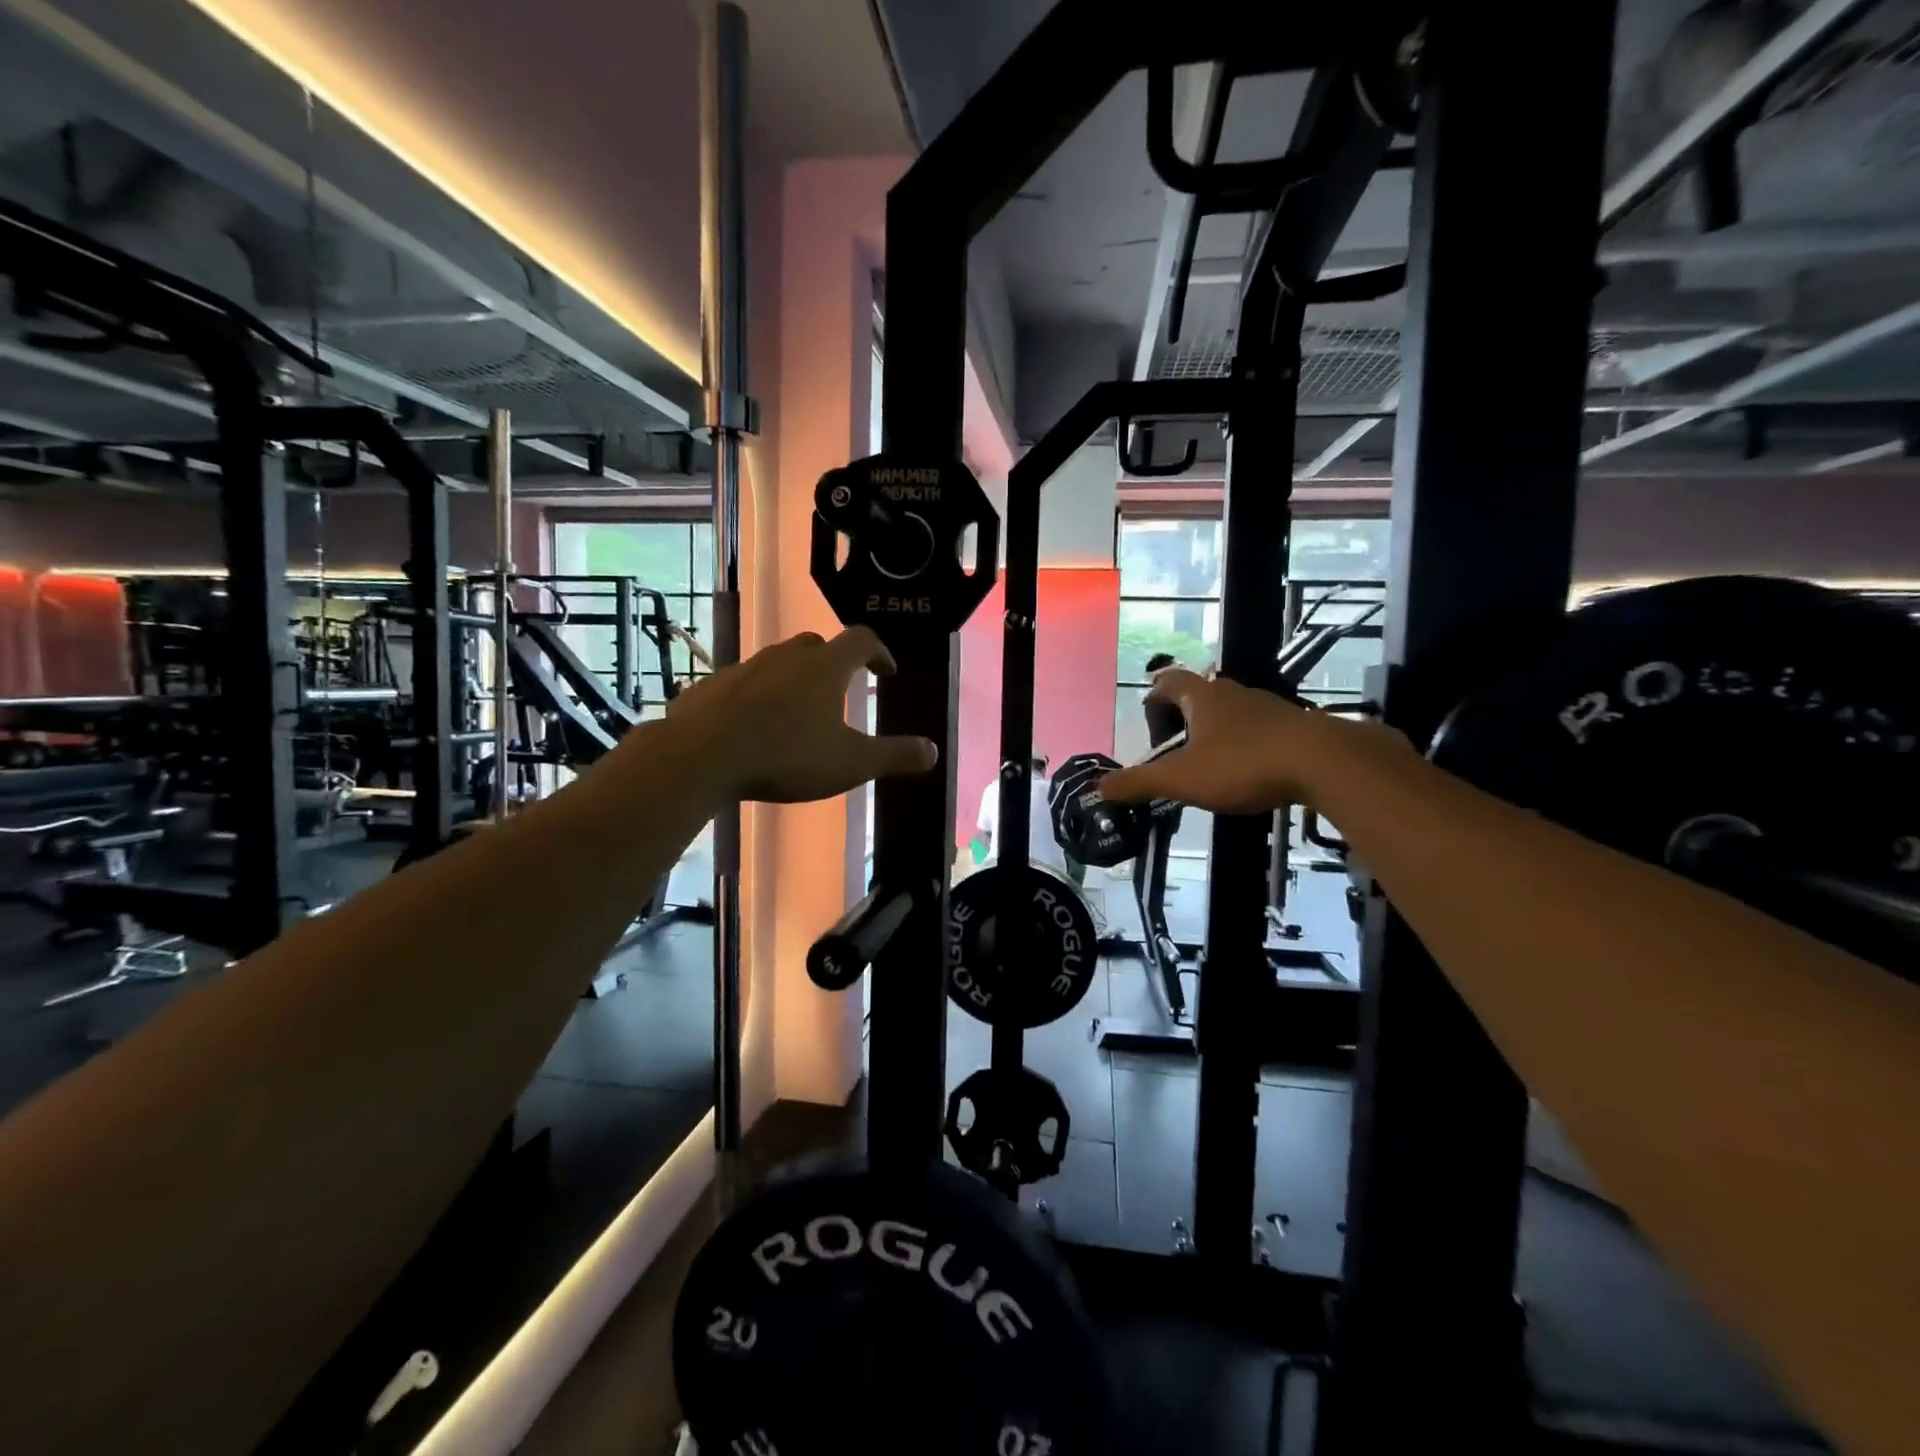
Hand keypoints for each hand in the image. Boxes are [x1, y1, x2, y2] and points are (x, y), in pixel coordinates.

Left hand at [667, 628, 936, 802]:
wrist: (702, 757)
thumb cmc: (786, 756)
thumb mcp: (850, 764)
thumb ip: (894, 756)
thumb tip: (932, 751)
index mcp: (824, 667)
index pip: (861, 640)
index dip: (879, 652)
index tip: (886, 671)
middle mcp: (785, 657)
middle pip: (816, 645)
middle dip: (833, 663)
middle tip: (840, 689)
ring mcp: (745, 667)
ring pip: (777, 662)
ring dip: (793, 679)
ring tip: (796, 711)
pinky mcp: (712, 685)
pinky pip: (742, 684)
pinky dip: (756, 696)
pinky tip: (753, 725)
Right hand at [1103, 668, 1397, 813]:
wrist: (1324, 762)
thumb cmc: (1243, 764)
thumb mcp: (1182, 779)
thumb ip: (1139, 783)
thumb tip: (1099, 786)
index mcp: (1202, 698)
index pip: (1169, 682)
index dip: (1155, 695)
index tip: (1147, 714)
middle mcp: (1233, 693)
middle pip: (1201, 693)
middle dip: (1184, 714)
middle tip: (1174, 743)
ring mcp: (1267, 707)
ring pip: (1233, 710)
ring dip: (1217, 729)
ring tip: (1208, 760)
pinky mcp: (1294, 725)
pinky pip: (1260, 728)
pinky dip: (1246, 743)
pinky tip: (1248, 769)